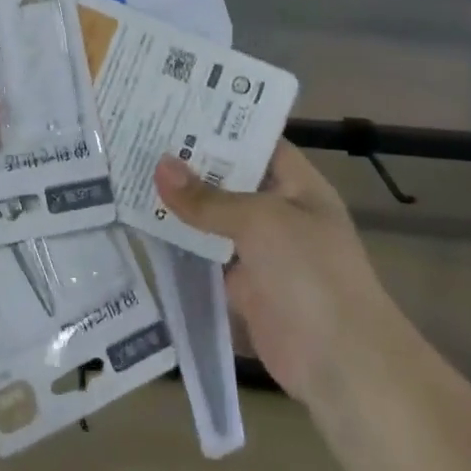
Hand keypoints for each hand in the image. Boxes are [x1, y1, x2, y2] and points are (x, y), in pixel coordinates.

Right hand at [154, 141, 386, 410]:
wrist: (341, 363)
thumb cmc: (311, 273)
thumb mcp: (260, 222)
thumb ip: (208, 198)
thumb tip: (160, 166)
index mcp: (297, 185)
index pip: (256, 141)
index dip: (220, 124)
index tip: (175, 106)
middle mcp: (278, 210)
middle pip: (230, 177)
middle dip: (190, 161)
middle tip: (138, 134)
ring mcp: (260, 249)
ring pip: (213, 216)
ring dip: (180, 202)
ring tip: (130, 172)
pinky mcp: (241, 284)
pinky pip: (205, 254)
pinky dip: (179, 242)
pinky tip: (141, 223)